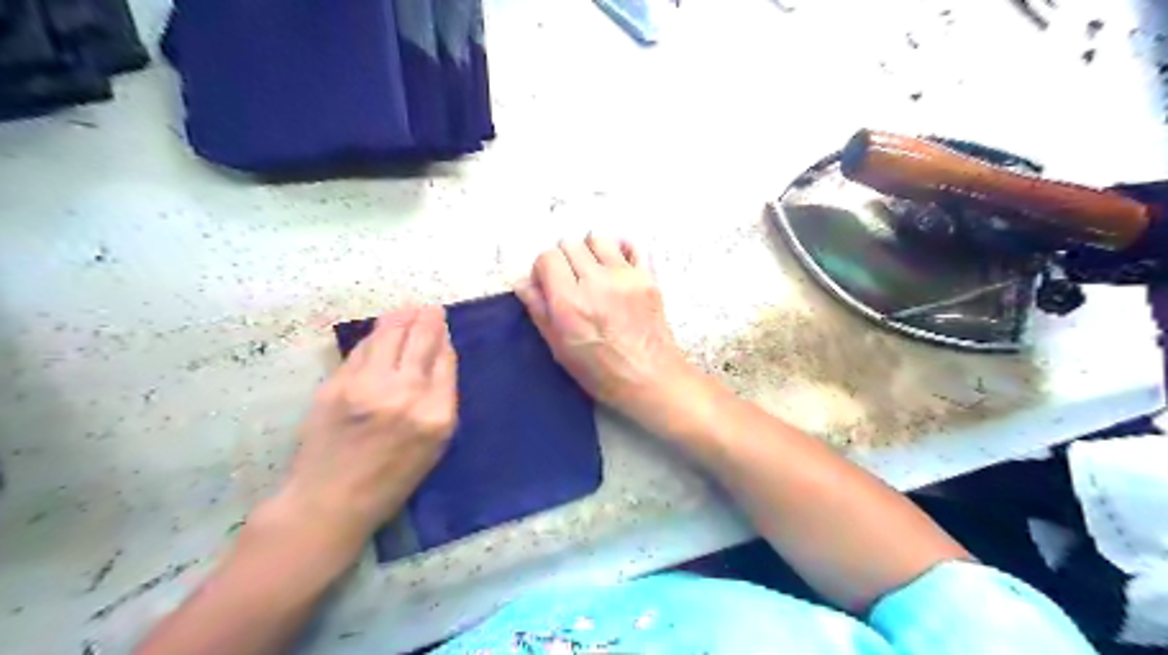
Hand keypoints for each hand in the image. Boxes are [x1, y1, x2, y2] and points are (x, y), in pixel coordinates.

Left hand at [275, 306, 454, 547]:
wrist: (331, 500)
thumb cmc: (391, 479)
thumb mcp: (434, 445)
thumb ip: (441, 397)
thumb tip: (440, 355)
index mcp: (436, 414)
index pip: (445, 360)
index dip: (444, 338)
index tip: (443, 326)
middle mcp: (406, 394)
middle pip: (421, 340)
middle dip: (428, 319)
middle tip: (430, 308)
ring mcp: (368, 387)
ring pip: (390, 335)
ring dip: (401, 318)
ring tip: (407, 310)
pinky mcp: (337, 385)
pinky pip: (362, 350)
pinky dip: (375, 337)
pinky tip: (381, 331)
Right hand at [513, 235, 691, 425]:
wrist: (650, 378)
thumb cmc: (600, 371)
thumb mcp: (559, 348)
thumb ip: (539, 310)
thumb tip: (522, 281)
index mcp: (569, 302)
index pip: (547, 257)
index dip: (544, 269)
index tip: (549, 284)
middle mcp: (595, 281)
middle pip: (570, 243)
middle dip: (565, 258)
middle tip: (571, 280)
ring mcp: (625, 276)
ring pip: (598, 239)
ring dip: (591, 250)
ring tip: (594, 271)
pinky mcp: (648, 276)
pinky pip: (631, 245)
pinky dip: (620, 249)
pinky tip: (618, 267)